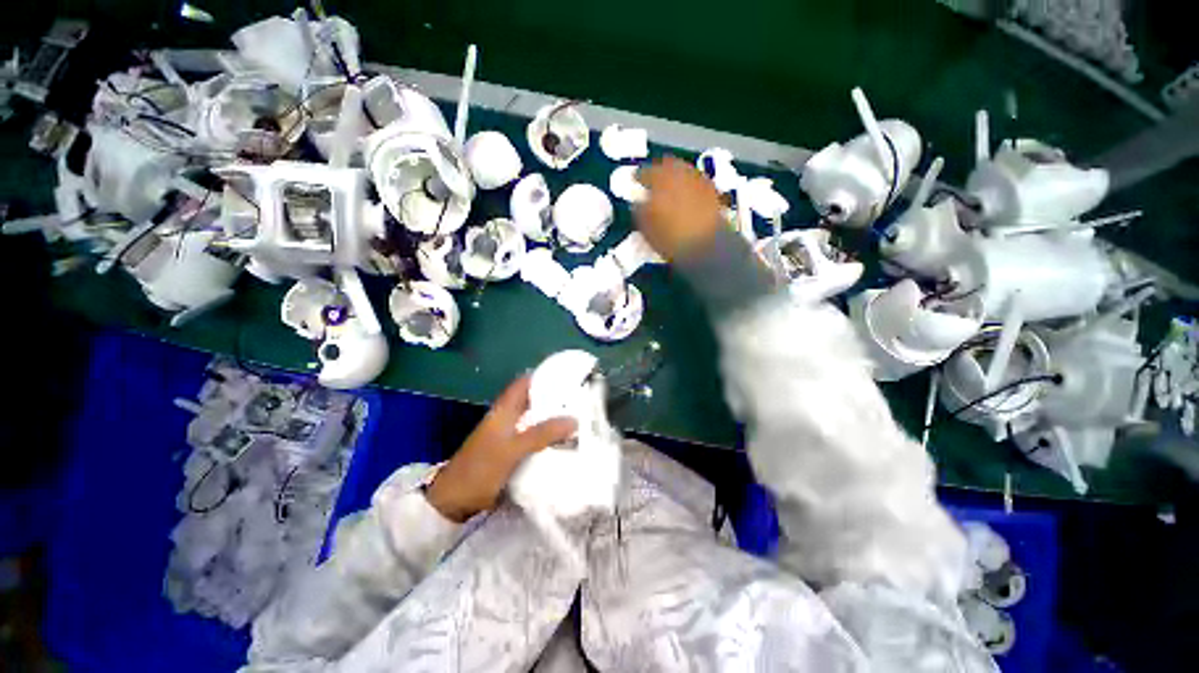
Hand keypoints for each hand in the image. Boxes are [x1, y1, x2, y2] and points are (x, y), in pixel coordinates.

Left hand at [425, 376, 576, 522]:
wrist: (457, 501)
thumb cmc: (481, 468)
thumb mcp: (512, 448)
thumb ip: (542, 433)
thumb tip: (575, 420)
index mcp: (505, 408)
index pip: (526, 382)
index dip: (546, 375)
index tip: (570, 375)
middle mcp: (510, 417)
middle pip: (536, 400)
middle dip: (557, 398)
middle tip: (583, 399)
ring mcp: (512, 435)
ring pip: (538, 419)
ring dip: (556, 418)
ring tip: (582, 417)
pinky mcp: (515, 452)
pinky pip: (538, 438)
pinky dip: (551, 436)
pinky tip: (568, 441)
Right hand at [635, 156, 724, 261]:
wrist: (707, 247)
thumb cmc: (670, 238)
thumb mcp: (646, 228)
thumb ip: (639, 210)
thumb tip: (638, 202)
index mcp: (661, 177)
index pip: (645, 171)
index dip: (638, 177)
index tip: (635, 181)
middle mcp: (682, 172)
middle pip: (668, 165)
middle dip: (660, 172)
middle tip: (653, 182)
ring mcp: (700, 180)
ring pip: (684, 172)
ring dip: (676, 178)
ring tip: (670, 191)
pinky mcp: (714, 192)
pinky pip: (697, 183)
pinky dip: (689, 188)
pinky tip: (686, 200)